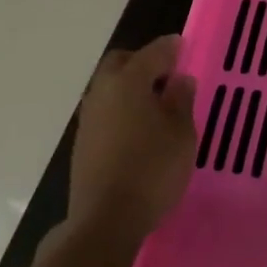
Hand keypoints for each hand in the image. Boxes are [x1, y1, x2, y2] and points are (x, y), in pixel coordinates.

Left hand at [63, 36, 196, 248]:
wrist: (105, 221)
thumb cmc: (152, 169)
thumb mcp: (181, 133)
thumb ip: (181, 101)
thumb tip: (179, 80)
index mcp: (128, 82)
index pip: (152, 52)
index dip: (170, 47)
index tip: (183, 45)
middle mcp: (103, 92)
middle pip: (120, 63)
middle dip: (142, 61)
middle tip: (167, 74)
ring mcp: (88, 119)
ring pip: (109, 88)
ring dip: (130, 87)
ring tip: (156, 103)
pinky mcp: (83, 144)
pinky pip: (105, 111)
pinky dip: (122, 109)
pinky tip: (139, 128)